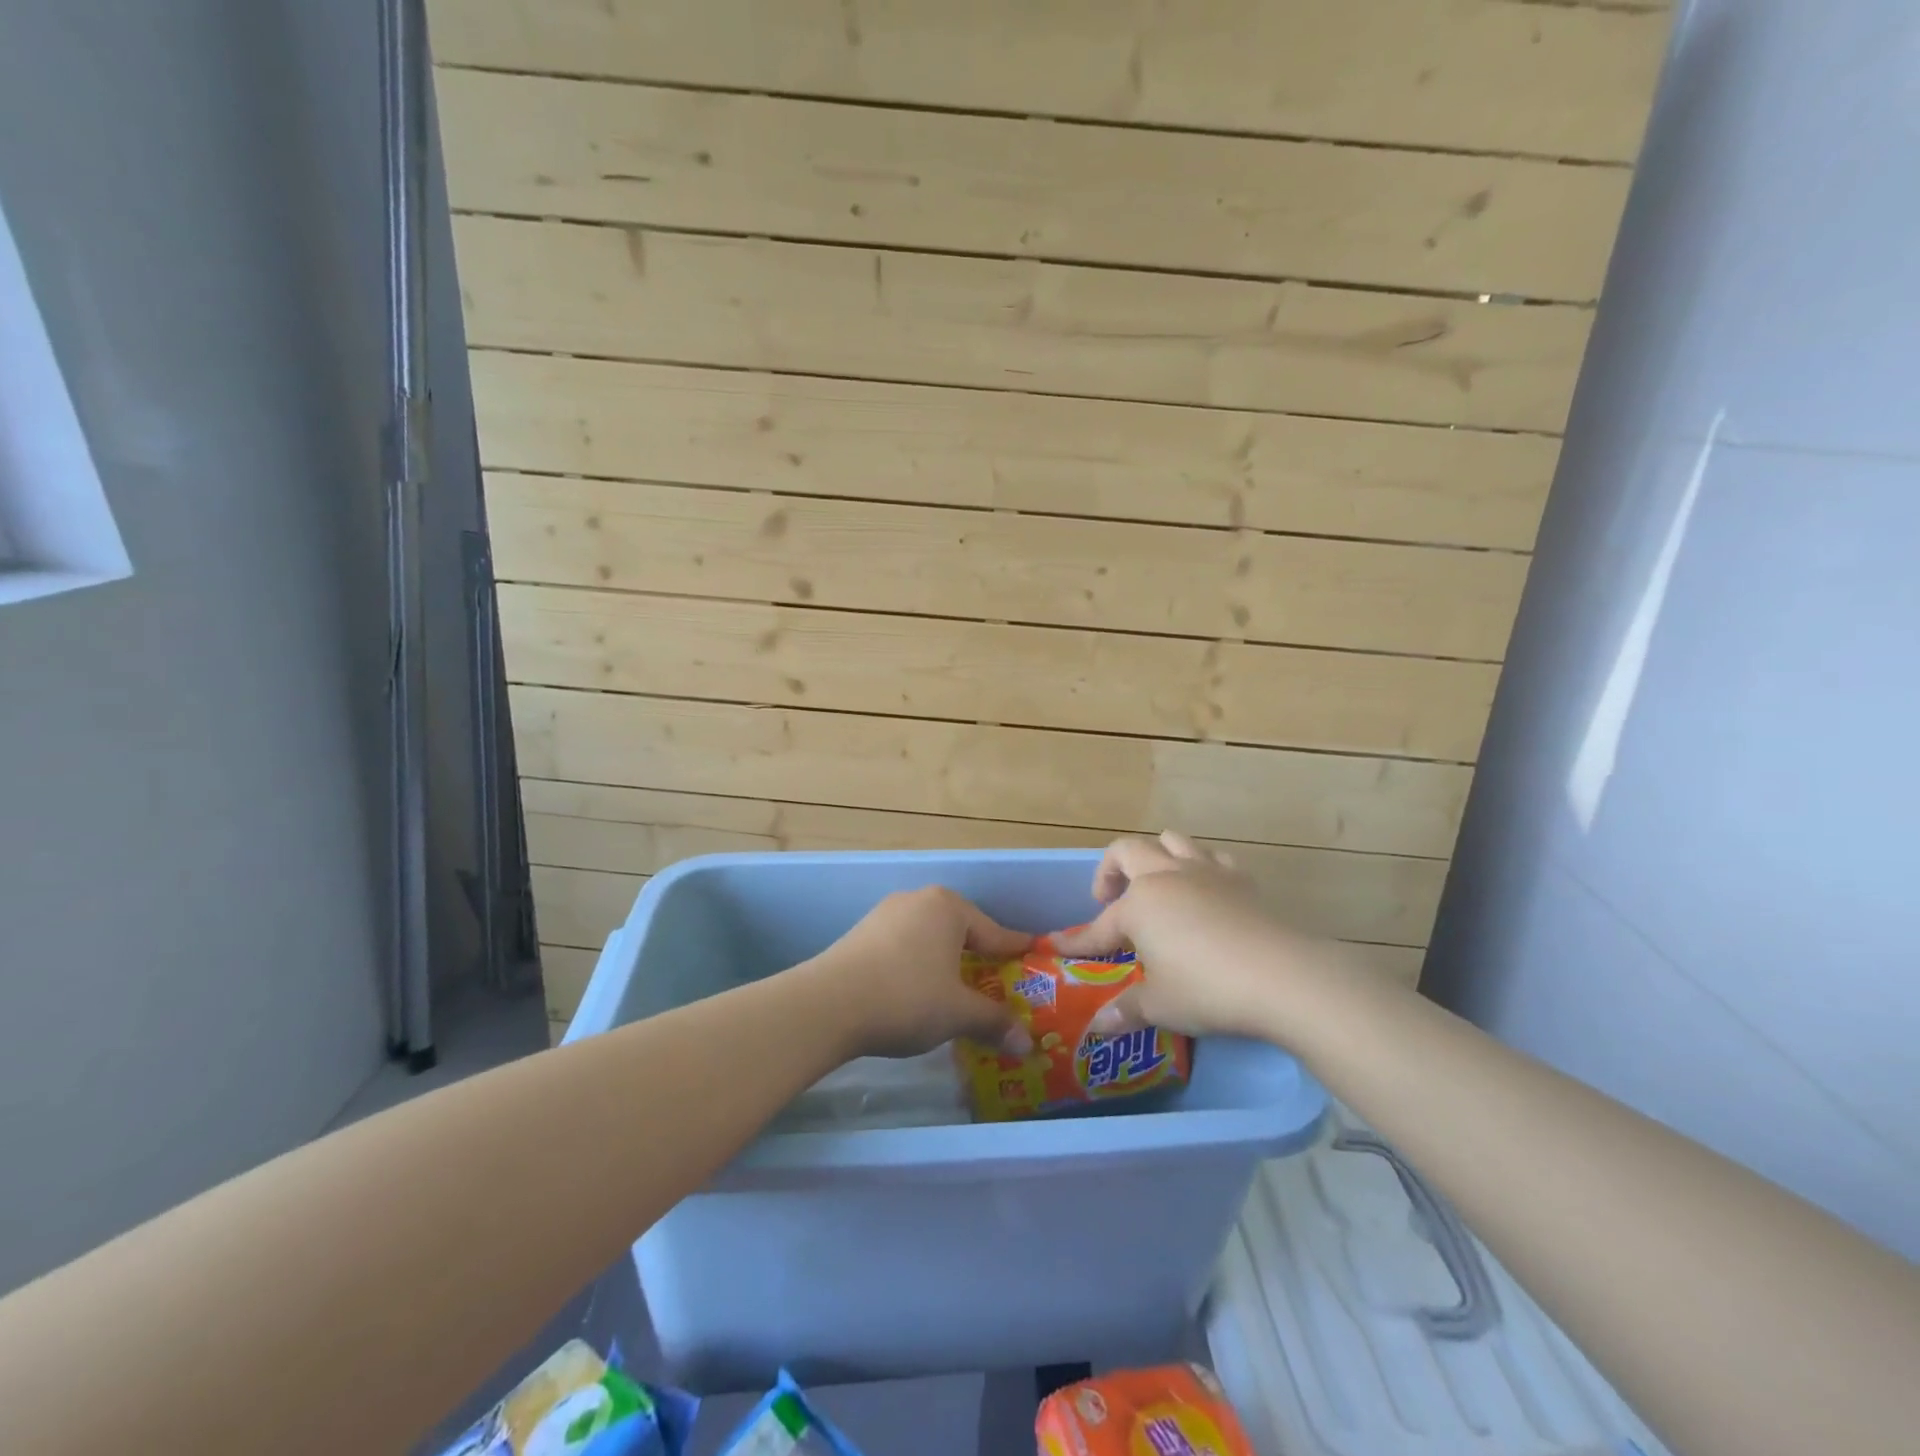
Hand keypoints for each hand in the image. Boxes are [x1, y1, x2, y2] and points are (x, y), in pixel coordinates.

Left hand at [799, 887, 1036, 1059]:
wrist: (829, 1004)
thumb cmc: (907, 998)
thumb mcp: (958, 1013)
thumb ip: (994, 1022)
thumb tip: (1026, 1044)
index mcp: (948, 908)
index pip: (993, 931)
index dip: (1014, 950)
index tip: (1032, 955)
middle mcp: (918, 900)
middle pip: (960, 930)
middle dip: (978, 956)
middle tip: (996, 981)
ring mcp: (886, 914)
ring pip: (929, 937)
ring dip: (944, 961)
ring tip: (956, 989)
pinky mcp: (861, 933)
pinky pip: (903, 946)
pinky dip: (917, 965)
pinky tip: (916, 989)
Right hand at [1050, 832, 1345, 1040]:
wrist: (1283, 976)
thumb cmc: (1208, 989)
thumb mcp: (1161, 1005)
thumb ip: (1127, 1010)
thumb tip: (1099, 1027)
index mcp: (1140, 904)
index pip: (1100, 925)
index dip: (1079, 940)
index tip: (1059, 947)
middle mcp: (1167, 876)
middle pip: (1128, 851)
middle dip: (1110, 871)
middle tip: (1110, 901)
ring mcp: (1206, 872)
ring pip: (1171, 841)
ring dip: (1156, 857)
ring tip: (1156, 887)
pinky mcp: (1242, 880)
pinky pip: (1213, 858)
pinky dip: (1201, 868)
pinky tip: (1205, 894)